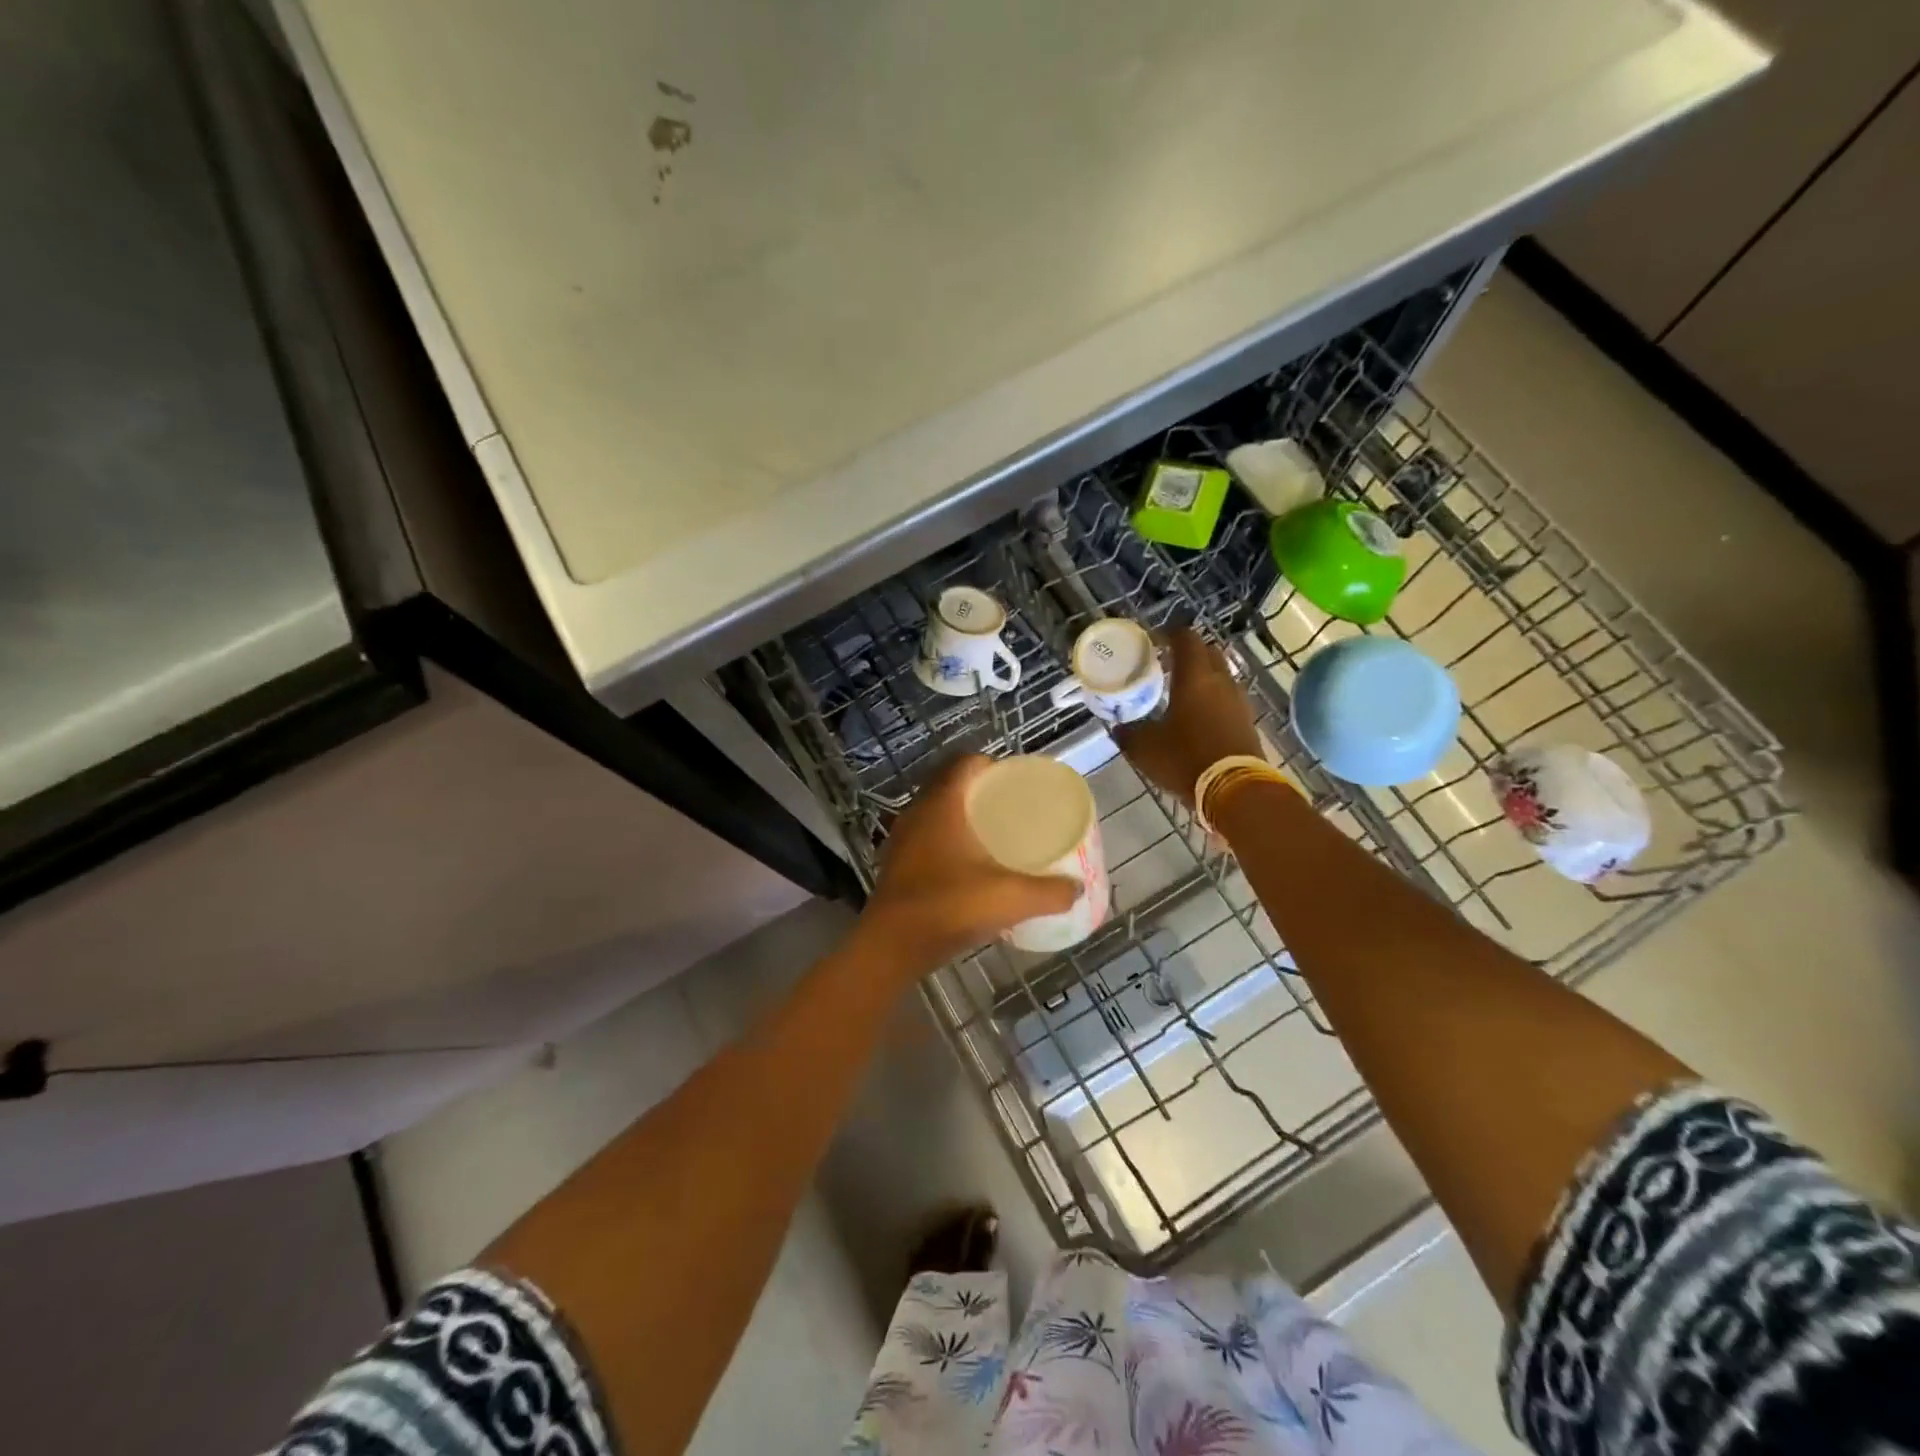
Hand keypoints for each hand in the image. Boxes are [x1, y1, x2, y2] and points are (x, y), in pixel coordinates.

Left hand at [856, 755, 1080, 977]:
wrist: (891, 947)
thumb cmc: (949, 908)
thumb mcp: (1009, 899)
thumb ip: (1048, 892)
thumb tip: (1076, 888)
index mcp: (943, 804)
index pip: (966, 763)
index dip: (992, 765)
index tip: (1016, 783)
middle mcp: (918, 812)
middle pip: (951, 785)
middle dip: (981, 792)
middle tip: (1011, 809)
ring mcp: (902, 838)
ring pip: (936, 812)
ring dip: (962, 817)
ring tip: (993, 836)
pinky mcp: (896, 863)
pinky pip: (925, 837)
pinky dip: (946, 841)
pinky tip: (967, 866)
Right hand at [1114, 627, 1263, 806]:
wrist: (1235, 790)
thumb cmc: (1185, 759)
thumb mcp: (1145, 748)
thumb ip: (1129, 732)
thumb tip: (1118, 728)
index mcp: (1194, 677)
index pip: (1185, 638)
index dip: (1169, 634)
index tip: (1154, 640)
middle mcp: (1221, 681)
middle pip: (1208, 652)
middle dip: (1189, 653)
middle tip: (1167, 663)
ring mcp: (1239, 701)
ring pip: (1220, 676)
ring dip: (1203, 677)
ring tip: (1181, 691)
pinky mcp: (1247, 722)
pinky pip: (1228, 699)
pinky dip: (1213, 699)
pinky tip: (1197, 716)